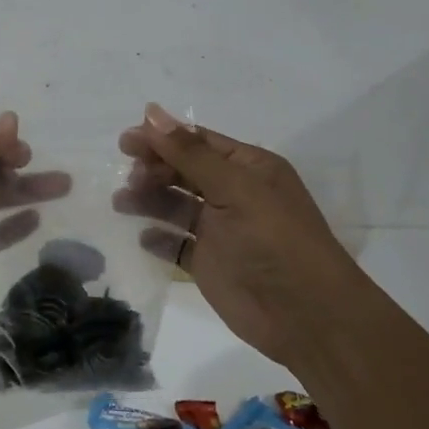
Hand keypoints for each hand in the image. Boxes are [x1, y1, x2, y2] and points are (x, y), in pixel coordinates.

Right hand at [115, 103, 356, 358]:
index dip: (162, 138)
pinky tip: (143, 237)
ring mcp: (219, 229)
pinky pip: (175, 243)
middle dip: (153, 169)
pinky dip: (157, 238)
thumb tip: (150, 112)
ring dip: (148, 199)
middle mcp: (233, 193)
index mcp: (248, 168)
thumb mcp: (234, 188)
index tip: (126, 141)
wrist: (306, 316)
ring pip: (174, 204)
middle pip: (182, 171)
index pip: (198, 142)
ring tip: (122, 203)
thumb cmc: (274, 240)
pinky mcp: (208, 262)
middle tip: (129, 177)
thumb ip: (189, 153)